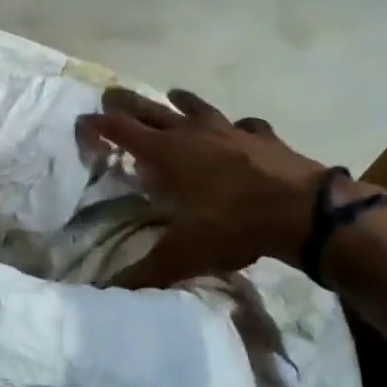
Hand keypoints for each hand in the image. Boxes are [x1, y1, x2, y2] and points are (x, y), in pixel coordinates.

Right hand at [78, 87, 374, 287]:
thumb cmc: (233, 225)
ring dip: (180, 102)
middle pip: (151, 109)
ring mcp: (230, 131)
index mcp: (165, 153)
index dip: (97, 125)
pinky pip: (244, 125)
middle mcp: (192, 133)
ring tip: (172, 95)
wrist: (305, 212)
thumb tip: (105, 292)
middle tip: (110, 94)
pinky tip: (238, 130)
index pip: (120, 130)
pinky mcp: (264, 137)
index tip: (80, 121)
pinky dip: (235, 126)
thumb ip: (144, 272)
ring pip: (197, 107)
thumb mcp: (182, 255)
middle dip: (126, 102)